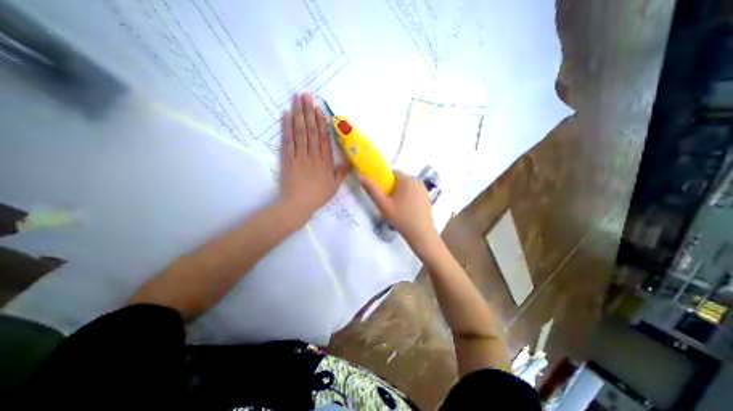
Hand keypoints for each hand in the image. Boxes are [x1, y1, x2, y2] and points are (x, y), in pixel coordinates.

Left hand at [280, 93, 350, 223]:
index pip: (323, 138)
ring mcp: (299, 155)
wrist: (298, 204)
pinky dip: (287, 127)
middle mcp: (313, 155)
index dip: (321, 122)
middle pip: (311, 130)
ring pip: (300, 132)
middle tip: (306, 95)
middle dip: (308, 111)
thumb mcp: (335, 186)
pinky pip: (287, 140)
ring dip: (298, 114)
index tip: (318, 108)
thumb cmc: (318, 196)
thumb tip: (351, 160)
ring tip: (297, 99)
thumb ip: (342, 172)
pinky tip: (286, 114)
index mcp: (325, 161)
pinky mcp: (287, 158)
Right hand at [360, 169, 439, 252]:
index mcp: (407, 180)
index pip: (392, 173)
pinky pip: (414, 192)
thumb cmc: (401, 219)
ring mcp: (424, 190)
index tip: (382, 194)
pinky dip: (408, 197)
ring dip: (400, 193)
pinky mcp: (427, 198)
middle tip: (388, 203)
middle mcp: (417, 181)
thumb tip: (362, 177)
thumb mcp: (383, 205)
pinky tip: (406, 210)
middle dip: (392, 188)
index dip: (384, 182)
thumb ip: (372, 190)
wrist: (421, 234)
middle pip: (400, 180)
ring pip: (407, 187)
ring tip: (397, 208)